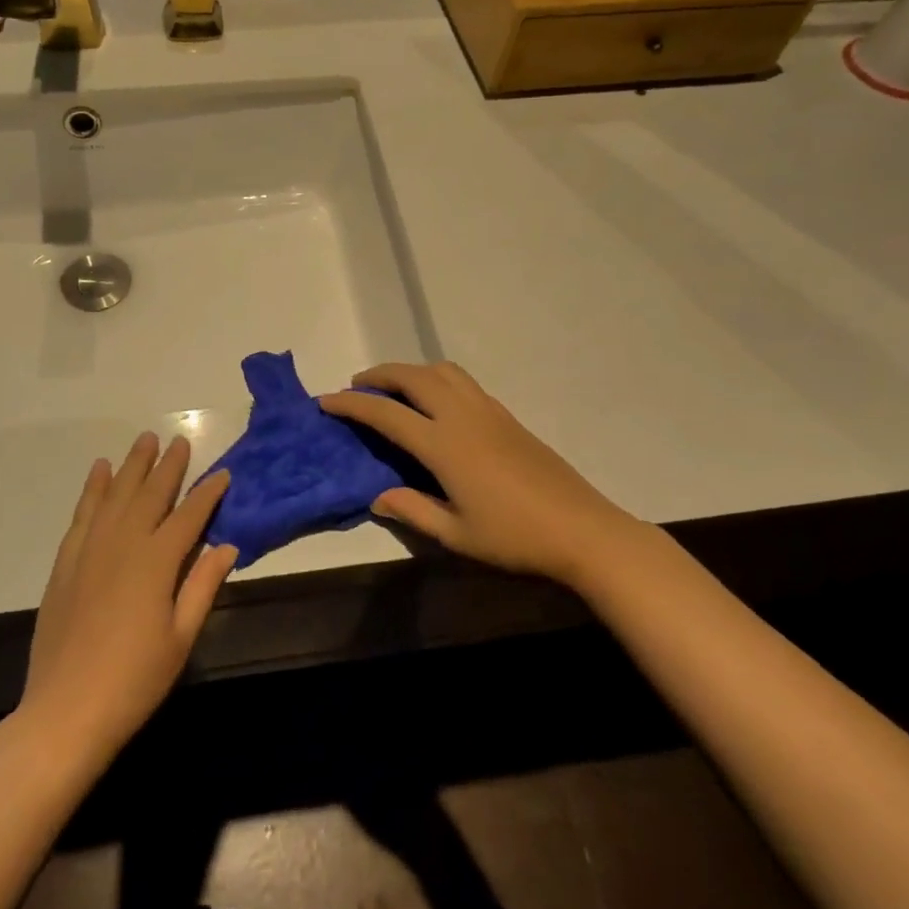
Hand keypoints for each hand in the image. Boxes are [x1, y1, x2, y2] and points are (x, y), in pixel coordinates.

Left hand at [19, 433, 236, 765]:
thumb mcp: (181, 637)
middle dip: (168, 465)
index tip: (223, 473)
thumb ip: (203, 586)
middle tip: (180, 440)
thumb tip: (228, 545)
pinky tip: (100, 471)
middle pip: (150, 494)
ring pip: (116, 494)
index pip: (189, 515)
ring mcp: (90, 549)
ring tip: (144, 440)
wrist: (65, 711)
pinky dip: (93, 489)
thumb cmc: (134, 680)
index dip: (208, 493)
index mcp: (157, 561)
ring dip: (132, 465)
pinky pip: (83, 513)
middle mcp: (124, 543)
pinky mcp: (66, 562)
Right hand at [319, 362, 635, 588]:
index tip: (326, 400)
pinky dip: (436, 378)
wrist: (582, 529)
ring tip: (394, 388)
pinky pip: (462, 382)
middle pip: (412, 377)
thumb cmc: (514, 538)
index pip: (386, 414)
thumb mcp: (456, 535)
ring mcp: (487, 411)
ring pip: (441, 371)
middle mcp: (462, 416)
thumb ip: (412, 510)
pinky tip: (436, 402)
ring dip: (410, 371)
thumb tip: (377, 497)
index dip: (352, 404)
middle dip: (379, 375)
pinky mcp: (506, 415)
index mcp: (443, 445)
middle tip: (357, 386)